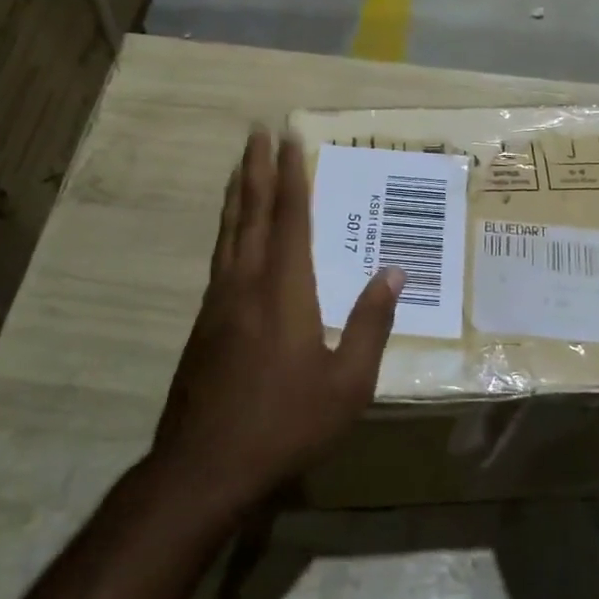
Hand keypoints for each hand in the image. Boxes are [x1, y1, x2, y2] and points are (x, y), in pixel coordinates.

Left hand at [152, 128, 403, 511]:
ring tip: (239, 166)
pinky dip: (228, 230)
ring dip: (236, 194)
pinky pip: (220, 258)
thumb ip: (371, 323)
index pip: (289, 217)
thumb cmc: (286, 422)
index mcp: (284, 290)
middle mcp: (246, 283)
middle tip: (256, 133)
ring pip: (228, 233)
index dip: (290, 175)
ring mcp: (219, 302)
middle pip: (249, 213)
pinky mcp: (204, 323)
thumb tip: (394, 271)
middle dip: (254, 169)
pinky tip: (232, 235)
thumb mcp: (348, 382)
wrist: (205, 466)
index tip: (288, 138)